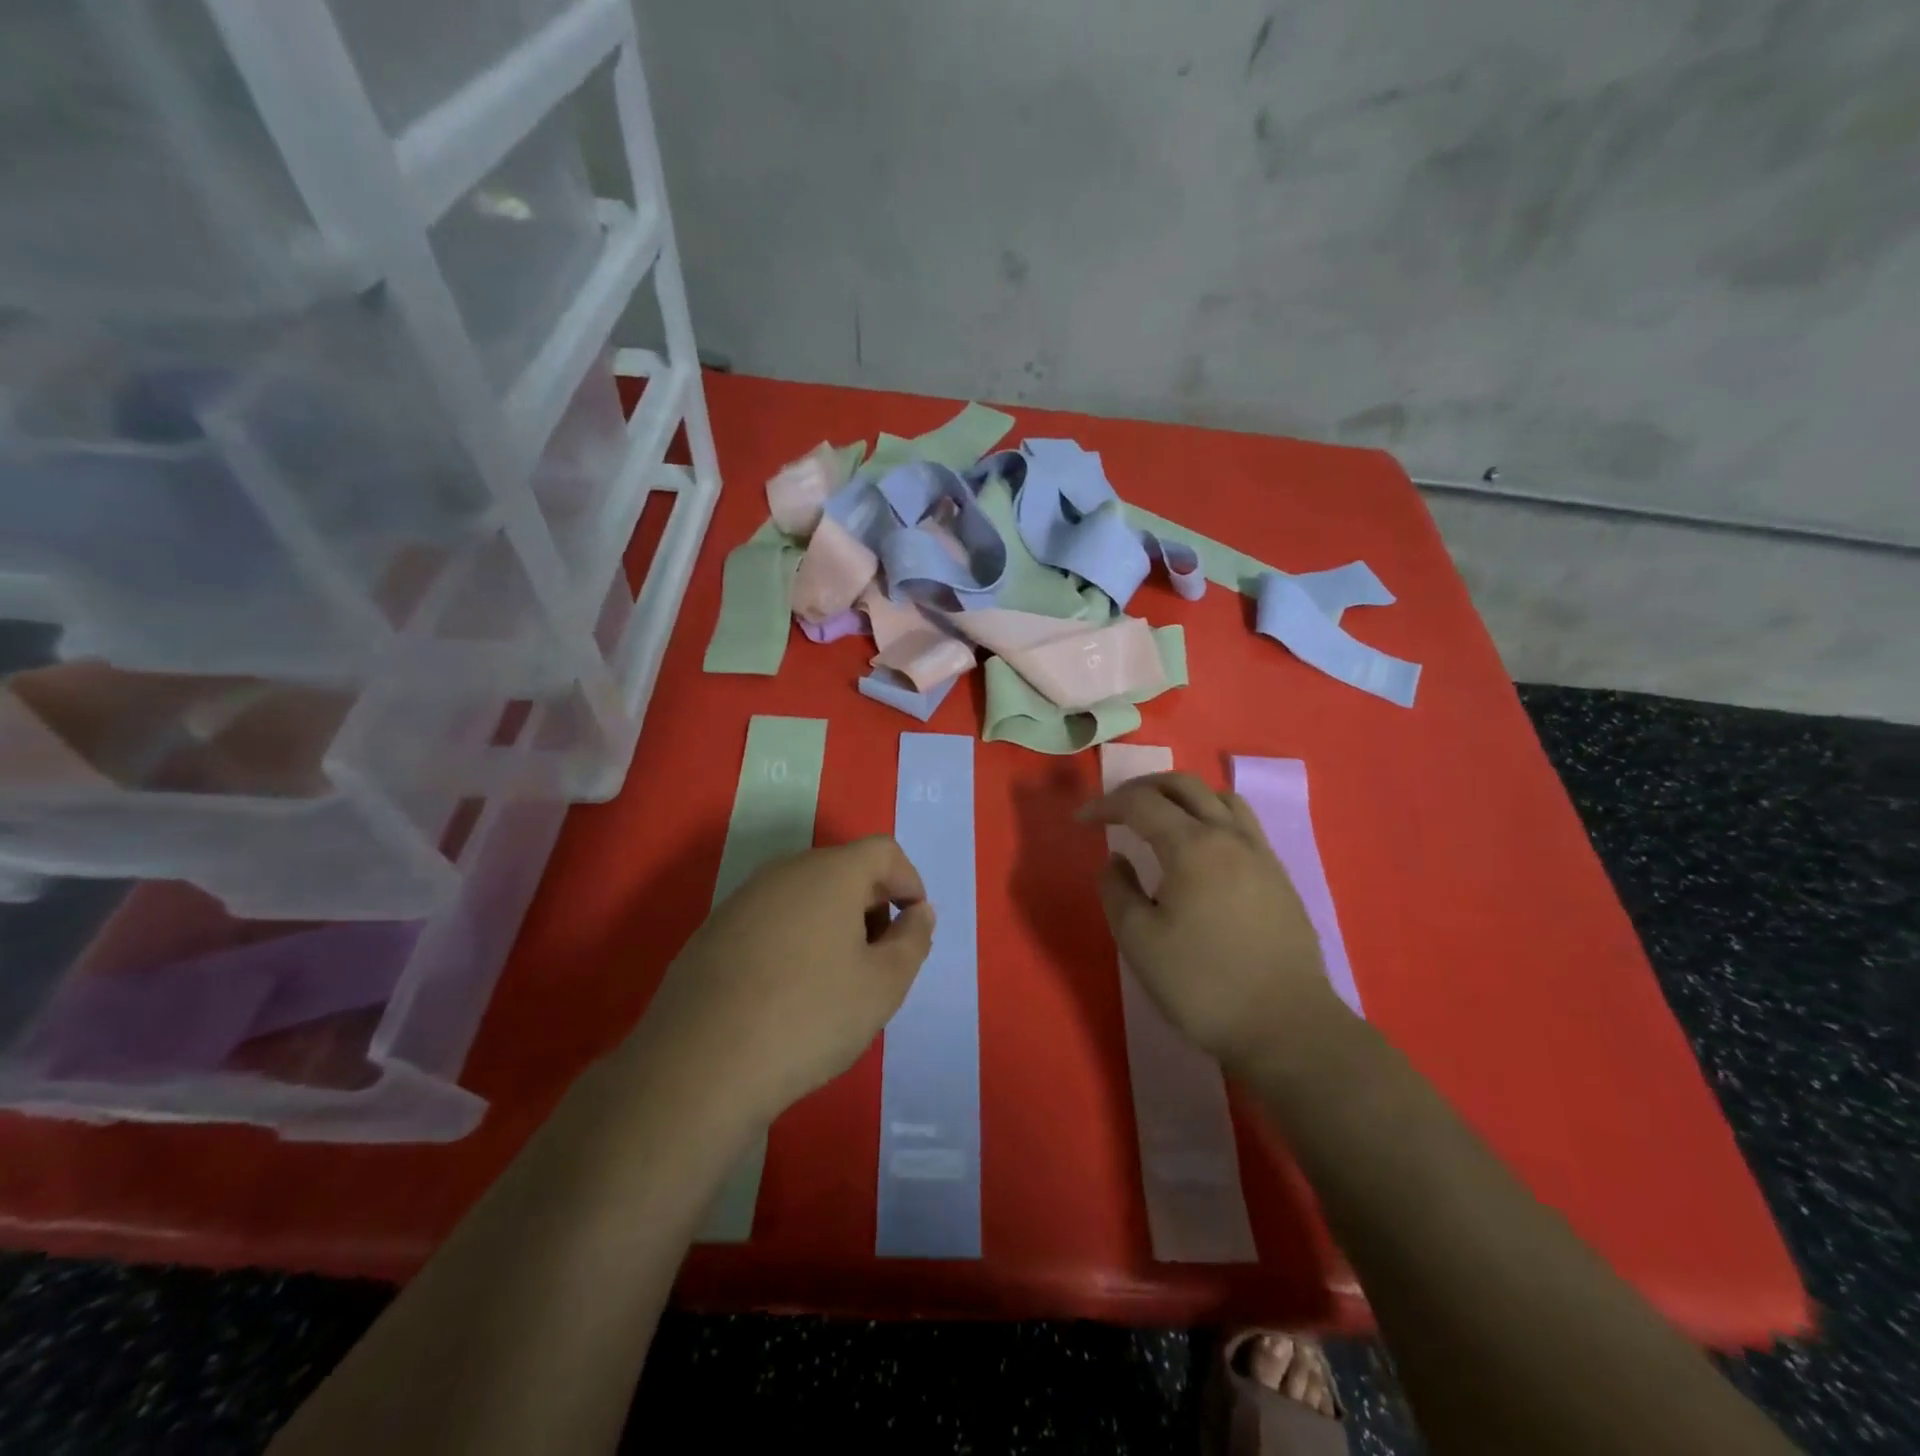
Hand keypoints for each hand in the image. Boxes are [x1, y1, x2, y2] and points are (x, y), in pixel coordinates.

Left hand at [637, 836, 935, 1122]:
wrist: (698, 1066)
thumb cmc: (809, 1017)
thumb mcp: (883, 985)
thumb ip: (913, 940)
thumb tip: (918, 912)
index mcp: (830, 872)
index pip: (883, 851)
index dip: (909, 881)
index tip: (913, 926)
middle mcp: (784, 871)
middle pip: (843, 869)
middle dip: (872, 905)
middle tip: (879, 959)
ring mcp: (742, 899)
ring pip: (806, 895)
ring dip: (834, 923)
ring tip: (837, 980)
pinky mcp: (713, 931)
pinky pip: (772, 918)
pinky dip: (796, 939)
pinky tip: (788, 991)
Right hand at [1079, 772, 1342, 1073]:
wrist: (1287, 1026)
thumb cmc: (1204, 984)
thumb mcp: (1139, 941)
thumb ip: (1117, 891)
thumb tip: (1117, 860)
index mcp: (1192, 846)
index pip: (1141, 802)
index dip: (1106, 804)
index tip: (1081, 820)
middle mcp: (1229, 837)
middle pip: (1184, 785)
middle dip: (1143, 788)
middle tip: (1116, 809)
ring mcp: (1260, 854)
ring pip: (1220, 798)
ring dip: (1182, 797)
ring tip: (1161, 821)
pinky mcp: (1279, 877)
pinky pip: (1242, 824)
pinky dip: (1212, 817)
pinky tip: (1201, 851)